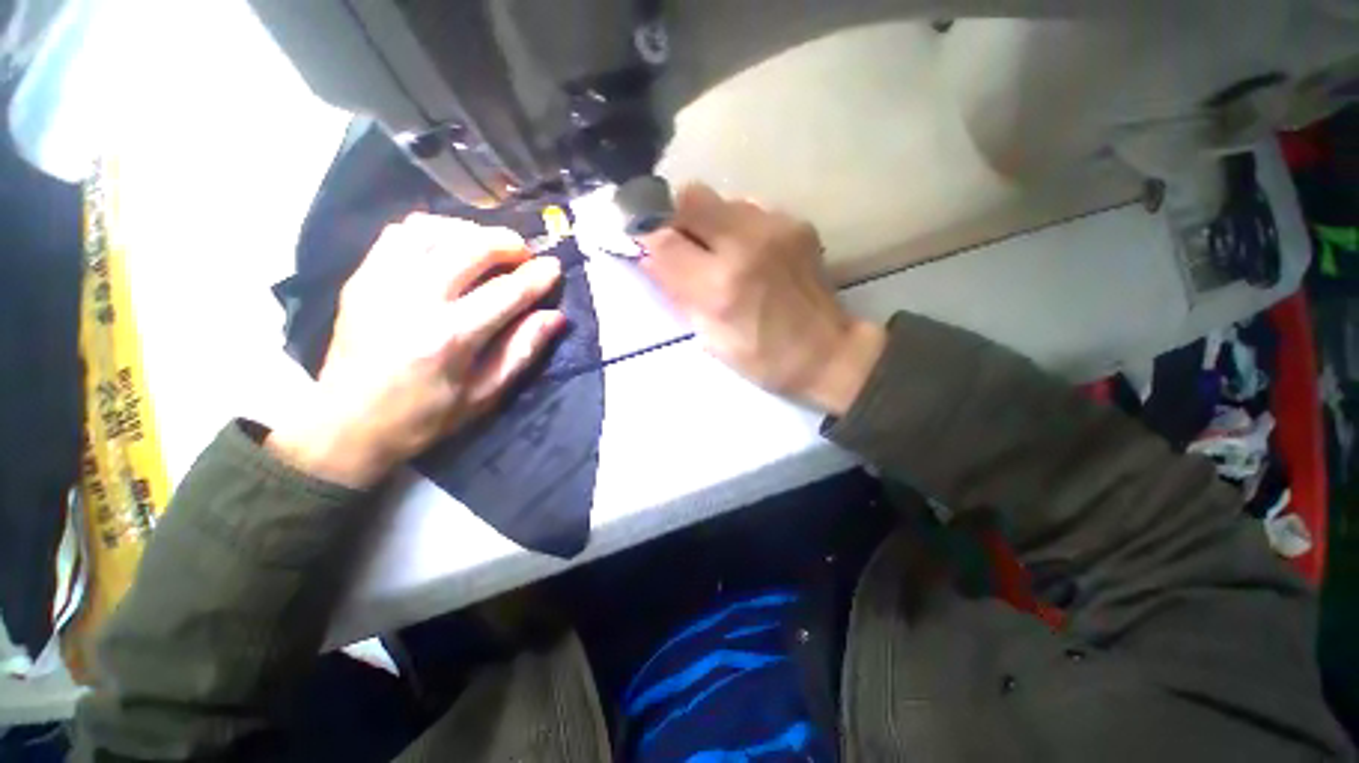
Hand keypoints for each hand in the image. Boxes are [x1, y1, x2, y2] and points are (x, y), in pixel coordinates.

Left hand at [268, 214, 564, 487]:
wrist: (346, 425)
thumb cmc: (425, 416)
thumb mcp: (485, 395)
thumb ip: (522, 351)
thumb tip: (555, 316)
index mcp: (451, 337)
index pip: (506, 292)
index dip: (537, 276)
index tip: (554, 266)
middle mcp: (416, 301)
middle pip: (470, 248)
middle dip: (507, 243)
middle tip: (523, 254)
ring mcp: (382, 284)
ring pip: (434, 231)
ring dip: (470, 232)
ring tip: (487, 246)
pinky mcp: (361, 279)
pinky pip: (399, 234)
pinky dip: (431, 231)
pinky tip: (447, 245)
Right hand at [638, 184, 884, 415]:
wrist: (828, 352)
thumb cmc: (763, 359)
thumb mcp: (710, 338)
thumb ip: (678, 294)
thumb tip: (650, 258)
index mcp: (720, 286)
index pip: (663, 239)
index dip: (646, 238)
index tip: (645, 245)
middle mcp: (746, 245)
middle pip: (691, 197)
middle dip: (676, 217)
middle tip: (681, 245)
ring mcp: (776, 228)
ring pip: (721, 199)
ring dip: (708, 222)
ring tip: (719, 252)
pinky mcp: (797, 223)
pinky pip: (750, 209)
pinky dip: (738, 226)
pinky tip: (749, 253)